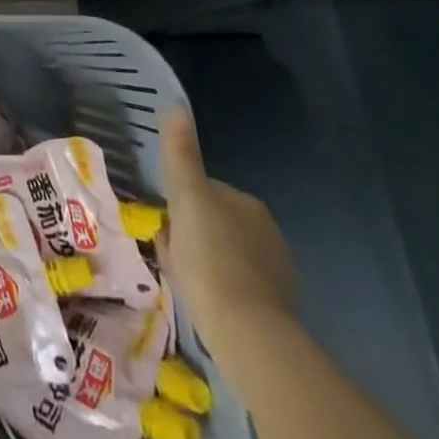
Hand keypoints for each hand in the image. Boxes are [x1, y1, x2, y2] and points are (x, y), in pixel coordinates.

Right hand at [160, 107, 296, 367]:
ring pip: (223, 254)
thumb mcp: (187, 196)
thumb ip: (181, 153)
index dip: (179, 201)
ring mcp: (275, 272)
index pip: (204, 190)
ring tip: (183, 278)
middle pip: (214, 222)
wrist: (247, 332)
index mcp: (247, 203)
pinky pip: (234, 285)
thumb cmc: (210, 256)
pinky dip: (218, 287)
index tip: (163, 219)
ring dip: (203, 260)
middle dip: (191, 232)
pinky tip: (203, 300)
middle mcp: (268, 232)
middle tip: (168, 250)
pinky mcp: (275, 308)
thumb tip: (176, 105)